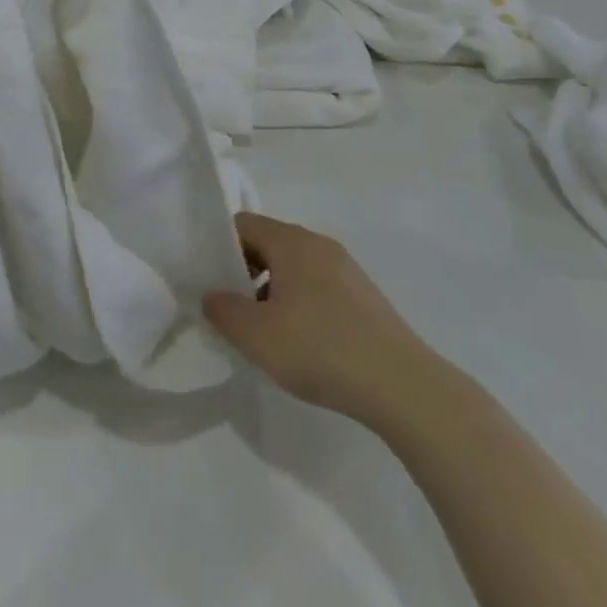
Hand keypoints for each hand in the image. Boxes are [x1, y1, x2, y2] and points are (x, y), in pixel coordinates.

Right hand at [204, 213, 433, 424]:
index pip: (243, 224)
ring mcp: (344, 267)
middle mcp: (319, 244)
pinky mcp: (361, 293)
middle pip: (268, 242)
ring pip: (293, 266)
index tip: (207, 279)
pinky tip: (299, 340)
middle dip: (243, 270)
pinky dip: (298, 300)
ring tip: (262, 330)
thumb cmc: (320, 349)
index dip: (219, 246)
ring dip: (270, 289)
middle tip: (229, 308)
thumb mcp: (257, 336)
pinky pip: (316, 284)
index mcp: (292, 242)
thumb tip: (212, 295)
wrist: (399, 383)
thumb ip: (224, 311)